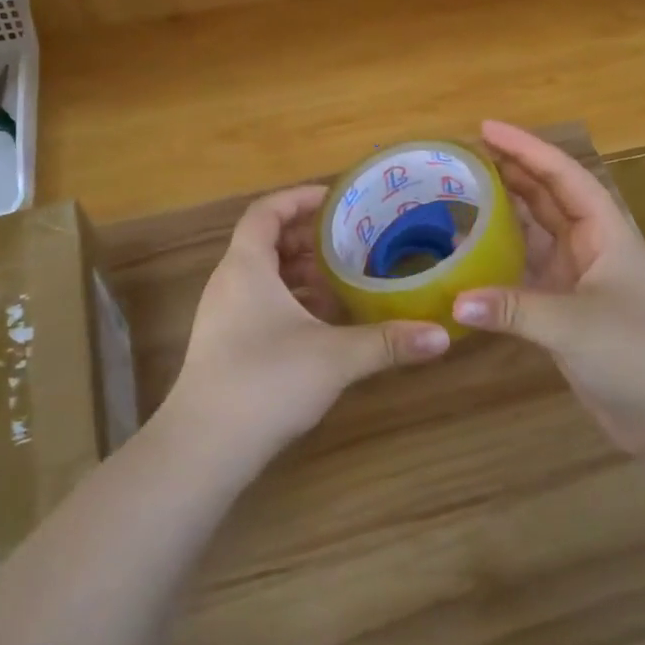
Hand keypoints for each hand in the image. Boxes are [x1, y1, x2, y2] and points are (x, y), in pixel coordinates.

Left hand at [160, 184, 452, 461]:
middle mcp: (229, 282)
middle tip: (349, 241)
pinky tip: (321, 324)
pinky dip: (289, 302)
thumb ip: (387, 343)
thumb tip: (441, 336)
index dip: (298, 198)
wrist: (203, 447)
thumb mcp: (335, 357)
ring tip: (342, 280)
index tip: (335, 199)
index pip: (266, 211)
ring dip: (299, 273)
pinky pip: (258, 304)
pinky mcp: (224, 345)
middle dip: (307, 238)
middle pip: (266, 242)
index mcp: (246, 266)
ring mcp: (222, 315)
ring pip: (263, 276)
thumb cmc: (266, 381)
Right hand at [452, 121, 644, 455]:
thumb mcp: (575, 325)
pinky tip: (467, 255)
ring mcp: (577, 279)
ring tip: (460, 193)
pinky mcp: (563, 310)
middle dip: (511, 172)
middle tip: (464, 155)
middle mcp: (591, 247)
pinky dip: (497, 260)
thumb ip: (513, 309)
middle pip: (547, 197)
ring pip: (534, 232)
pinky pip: (524, 271)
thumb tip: (454, 301)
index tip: (486, 129)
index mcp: (607, 233)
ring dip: (502, 213)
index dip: (526, 148)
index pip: (563, 176)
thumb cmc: (640, 355)